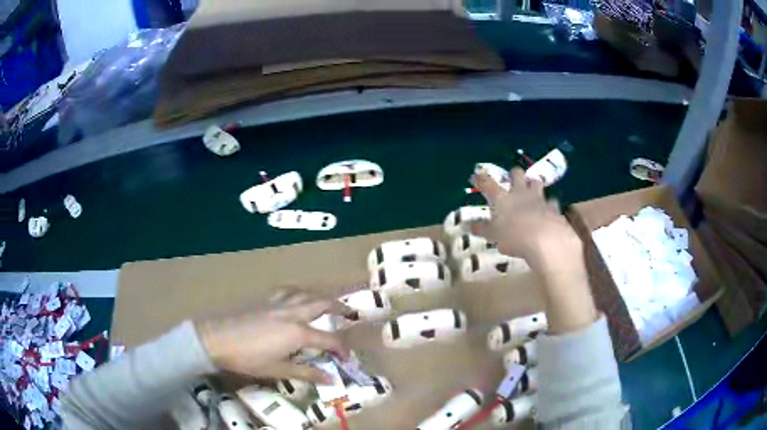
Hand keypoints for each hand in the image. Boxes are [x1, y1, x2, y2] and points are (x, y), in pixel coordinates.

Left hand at [196, 289, 352, 382]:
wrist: (217, 338)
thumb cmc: (248, 358)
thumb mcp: (278, 370)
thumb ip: (306, 373)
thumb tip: (330, 379)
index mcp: (298, 333)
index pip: (328, 340)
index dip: (341, 349)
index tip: (346, 357)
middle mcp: (292, 313)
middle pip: (322, 304)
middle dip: (340, 307)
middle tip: (351, 313)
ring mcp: (278, 303)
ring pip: (305, 293)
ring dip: (321, 296)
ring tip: (328, 302)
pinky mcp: (265, 300)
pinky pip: (287, 290)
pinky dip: (297, 292)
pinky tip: (296, 296)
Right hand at [471, 168, 581, 271]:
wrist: (545, 239)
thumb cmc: (514, 236)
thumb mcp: (494, 235)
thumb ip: (484, 229)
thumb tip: (472, 226)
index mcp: (502, 198)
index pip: (487, 184)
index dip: (480, 179)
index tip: (475, 176)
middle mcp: (520, 192)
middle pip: (516, 174)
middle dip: (514, 174)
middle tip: (512, 179)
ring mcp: (538, 197)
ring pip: (535, 182)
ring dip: (532, 184)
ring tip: (531, 190)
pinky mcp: (552, 206)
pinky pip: (550, 201)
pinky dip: (548, 204)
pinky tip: (547, 210)